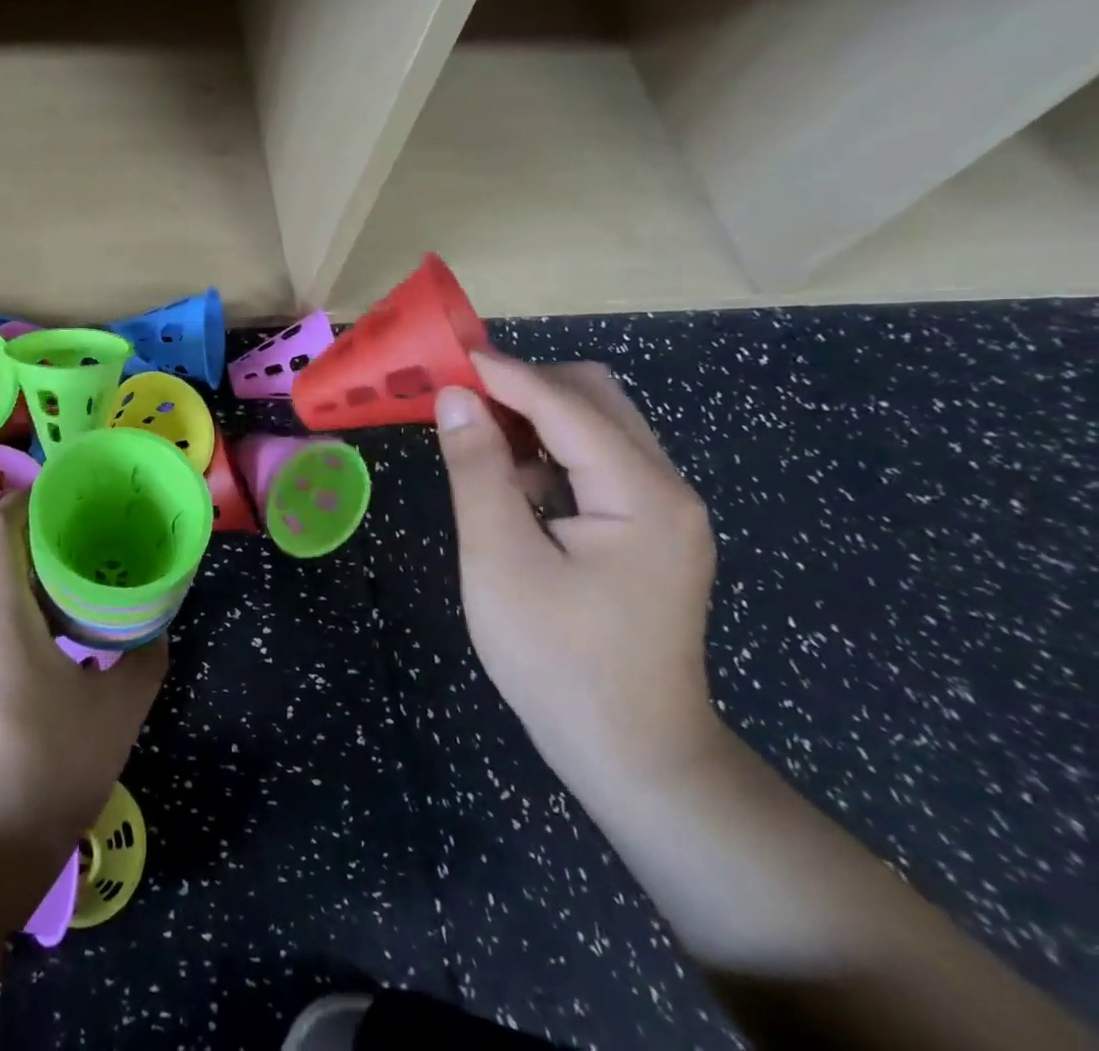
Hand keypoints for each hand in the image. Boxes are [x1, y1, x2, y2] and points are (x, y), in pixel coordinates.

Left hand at [0, 494, 167, 858]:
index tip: (71, 492)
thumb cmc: (50, 768)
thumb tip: (156, 624)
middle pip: (2, 552)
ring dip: (39, 574)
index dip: (30, 496)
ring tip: (89, 577)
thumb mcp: (117, 710)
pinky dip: (29, 607)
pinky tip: (66, 629)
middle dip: (46, 534)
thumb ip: (144, 657)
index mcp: (1, 613)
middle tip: (97, 533)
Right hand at [437, 354, 724, 799]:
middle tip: (459, 396)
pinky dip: (549, 453)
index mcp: (640, 493)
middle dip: (523, 385)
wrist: (632, 754)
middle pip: (594, 398)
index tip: (444, 355)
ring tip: (475, 434)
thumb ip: (478, 469)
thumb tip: (455, 397)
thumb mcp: (500, 559)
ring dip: (534, 417)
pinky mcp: (647, 530)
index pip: (564, 403)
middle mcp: (665, 488)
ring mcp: (662, 510)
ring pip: (597, 426)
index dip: (501, 372)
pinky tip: (511, 482)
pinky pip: (596, 463)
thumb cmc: (557, 659)